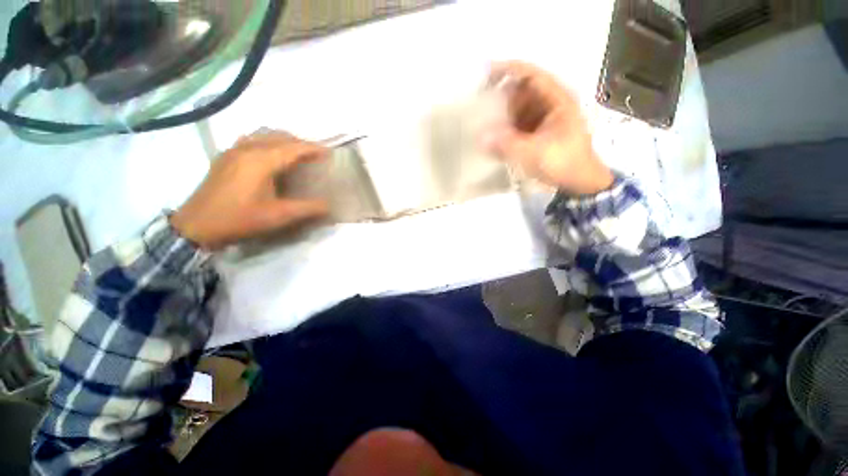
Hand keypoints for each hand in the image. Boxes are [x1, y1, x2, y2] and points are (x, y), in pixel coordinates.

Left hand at [171, 131, 329, 249]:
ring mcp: (233, 151)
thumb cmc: (240, 219)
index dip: (313, 148)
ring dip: (283, 140)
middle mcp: (247, 149)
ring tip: (296, 153)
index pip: (294, 147)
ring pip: (264, 135)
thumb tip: (329, 205)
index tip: (329, 153)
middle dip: (300, 143)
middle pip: (279, 136)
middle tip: (315, 155)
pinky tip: (270, 155)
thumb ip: (308, 209)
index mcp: (261, 160)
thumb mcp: (278, 216)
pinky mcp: (225, 157)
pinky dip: (267, 142)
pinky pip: (251, 140)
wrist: (197, 226)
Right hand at [483, 61, 613, 195]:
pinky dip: (507, 127)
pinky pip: (520, 123)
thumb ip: (506, 145)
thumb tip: (480, 137)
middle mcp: (552, 104)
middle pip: (523, 91)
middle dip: (501, 98)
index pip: (531, 75)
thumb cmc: (562, 163)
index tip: (486, 74)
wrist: (579, 182)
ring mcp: (546, 118)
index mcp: (557, 100)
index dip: (509, 70)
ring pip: (520, 108)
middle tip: (481, 107)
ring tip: (484, 123)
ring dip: (503, 115)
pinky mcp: (540, 131)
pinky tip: (496, 137)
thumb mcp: (533, 153)